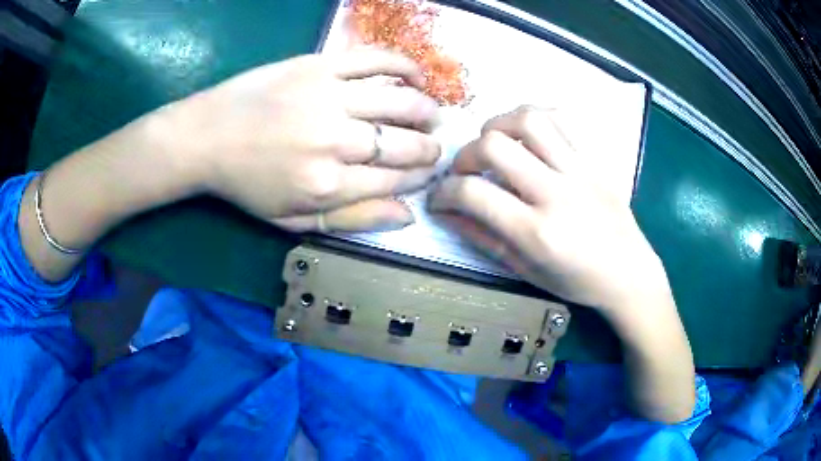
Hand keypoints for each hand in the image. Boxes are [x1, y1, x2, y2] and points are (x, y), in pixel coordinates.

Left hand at [165, 49, 440, 231]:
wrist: (205, 137)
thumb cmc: (246, 184)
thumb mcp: (292, 219)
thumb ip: (351, 220)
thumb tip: (407, 214)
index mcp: (327, 185)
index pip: (395, 180)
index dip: (418, 177)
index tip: (427, 172)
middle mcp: (334, 141)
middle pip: (403, 144)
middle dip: (429, 148)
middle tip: (434, 146)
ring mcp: (328, 97)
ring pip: (399, 102)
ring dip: (425, 111)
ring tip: (432, 115)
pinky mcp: (318, 66)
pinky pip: (374, 60)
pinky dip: (404, 66)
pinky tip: (417, 77)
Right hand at [429, 106, 667, 315]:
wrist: (630, 274)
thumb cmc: (578, 283)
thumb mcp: (526, 270)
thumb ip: (483, 238)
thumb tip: (447, 213)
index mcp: (537, 232)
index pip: (473, 193)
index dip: (444, 192)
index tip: (439, 198)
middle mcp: (556, 192)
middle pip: (494, 145)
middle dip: (464, 155)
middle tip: (465, 172)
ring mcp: (578, 170)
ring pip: (528, 119)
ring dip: (498, 125)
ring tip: (494, 145)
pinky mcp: (593, 159)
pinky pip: (561, 119)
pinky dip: (534, 119)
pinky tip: (527, 137)